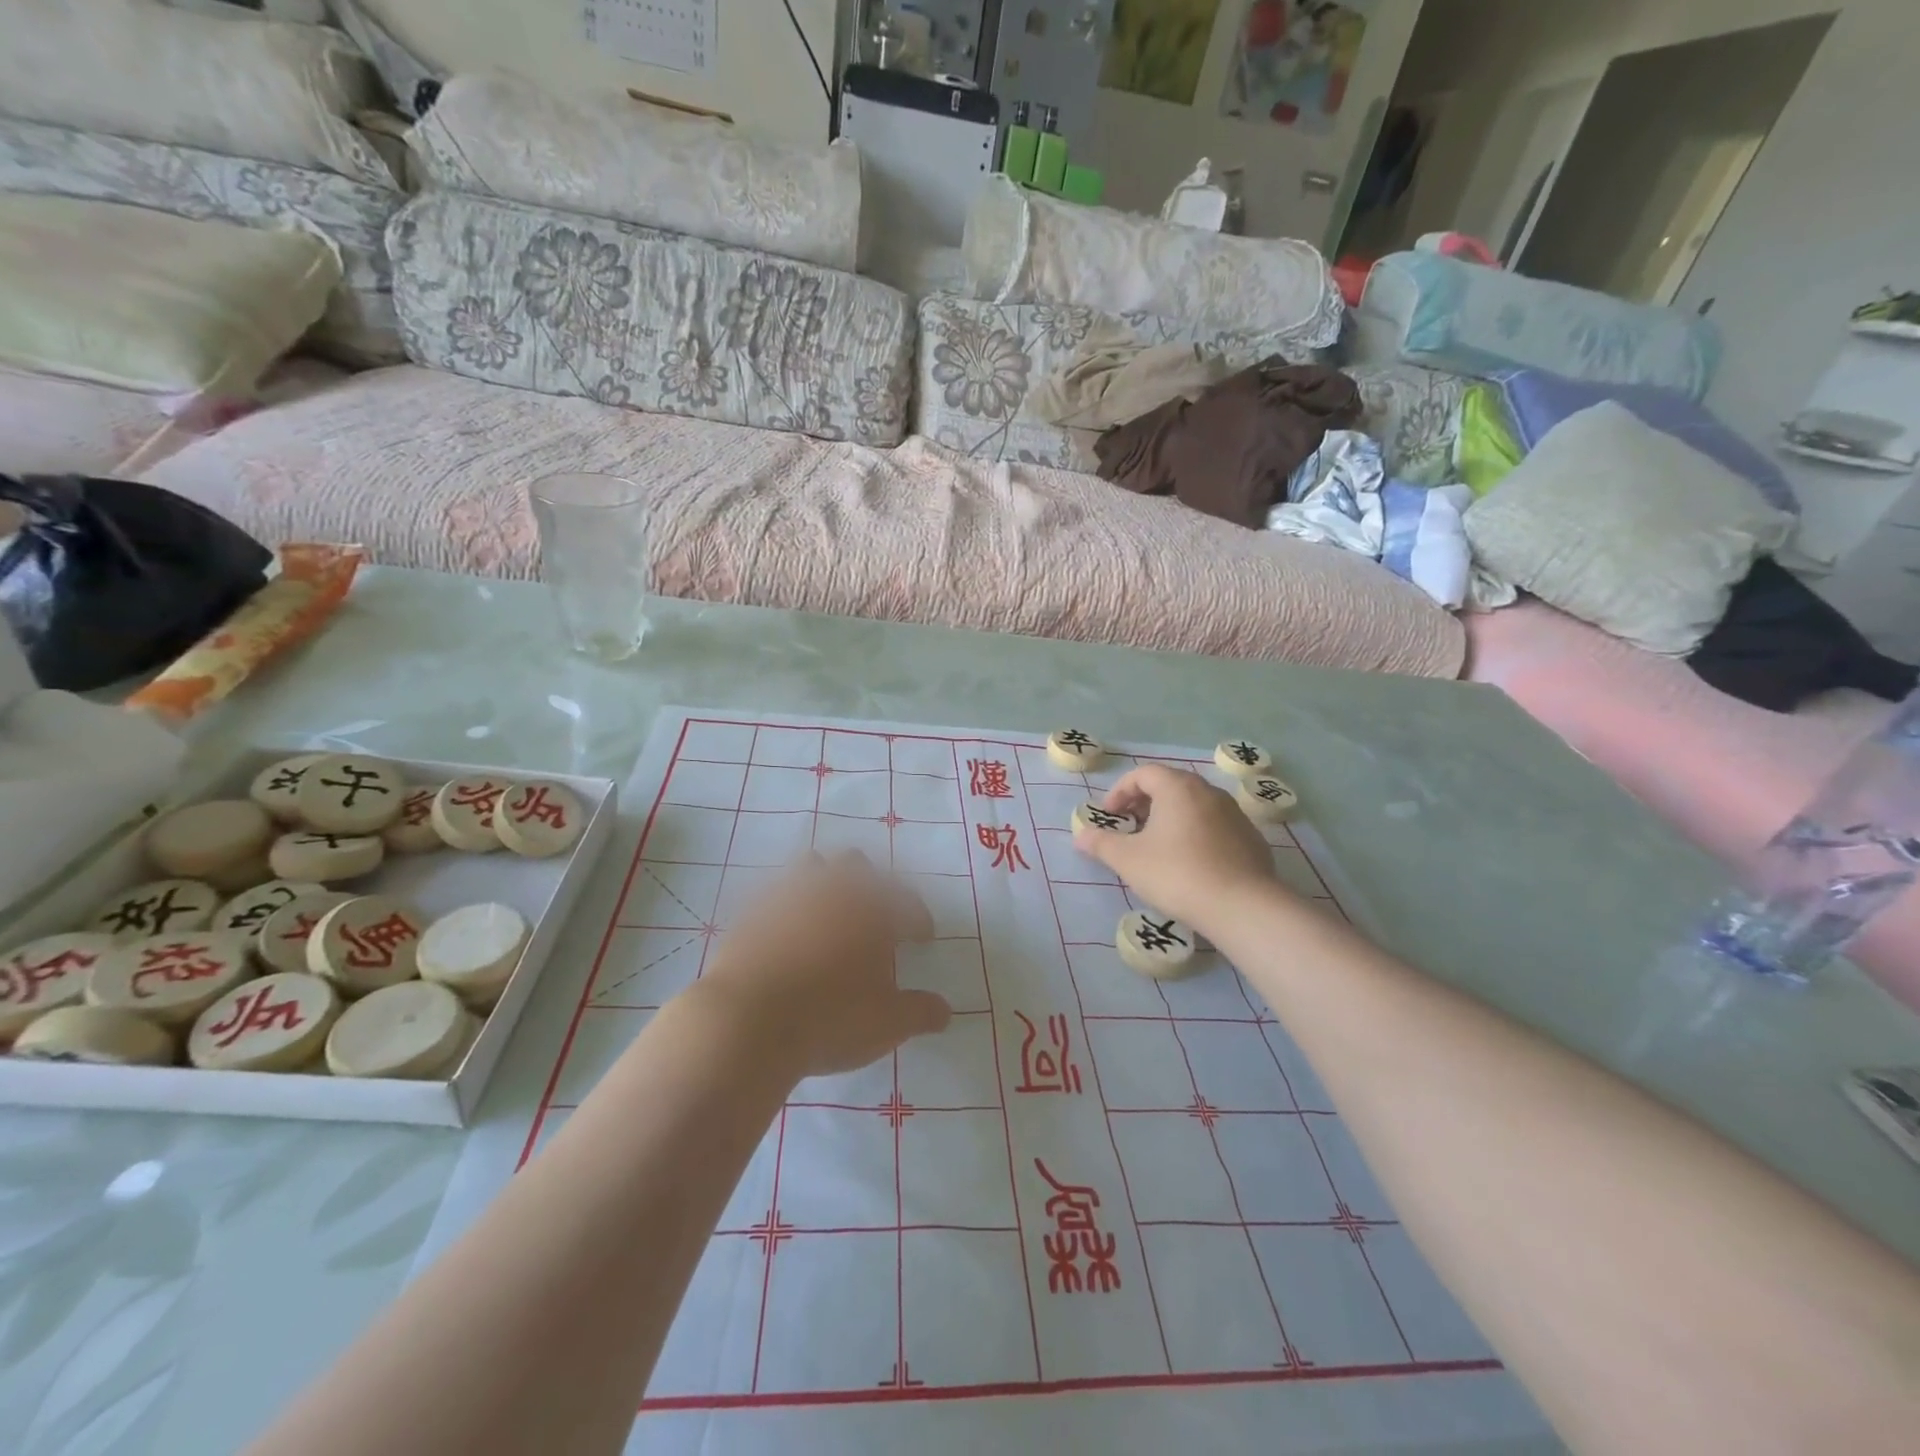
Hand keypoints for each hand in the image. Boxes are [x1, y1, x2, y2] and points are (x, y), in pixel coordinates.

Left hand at [696, 850, 951, 1079]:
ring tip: (827, 913)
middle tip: (872, 915)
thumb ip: (920, 1012)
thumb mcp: (887, 1024)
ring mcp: (787, 895)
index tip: (923, 937)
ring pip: (811, 868)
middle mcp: (831, 890)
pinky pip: (774, 895)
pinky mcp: (750, 911)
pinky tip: (787, 932)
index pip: (906, 903)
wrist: (746, 1021)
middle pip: (855, 866)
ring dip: (824, 882)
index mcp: (872, 910)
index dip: (918, 919)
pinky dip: (787, 907)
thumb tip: (944, 1011)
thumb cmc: (830, 1019)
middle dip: (869, 884)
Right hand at [1072, 765, 1280, 933]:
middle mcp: (1208, 792)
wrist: (1242, 906)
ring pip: (1194, 806)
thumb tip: (1080, 836)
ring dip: (1171, 818)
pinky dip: (1196, 834)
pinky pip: (1215, 826)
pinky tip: (1190, 863)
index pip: (1143, 774)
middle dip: (1145, 803)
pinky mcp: (1251, 838)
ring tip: (1157, 846)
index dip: (1120, 791)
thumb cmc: (1177, 873)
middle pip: (1170, 786)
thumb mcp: (1128, 860)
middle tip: (1129, 827)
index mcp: (1178, 788)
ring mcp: (1235, 814)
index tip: (1109, 816)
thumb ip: (1101, 844)